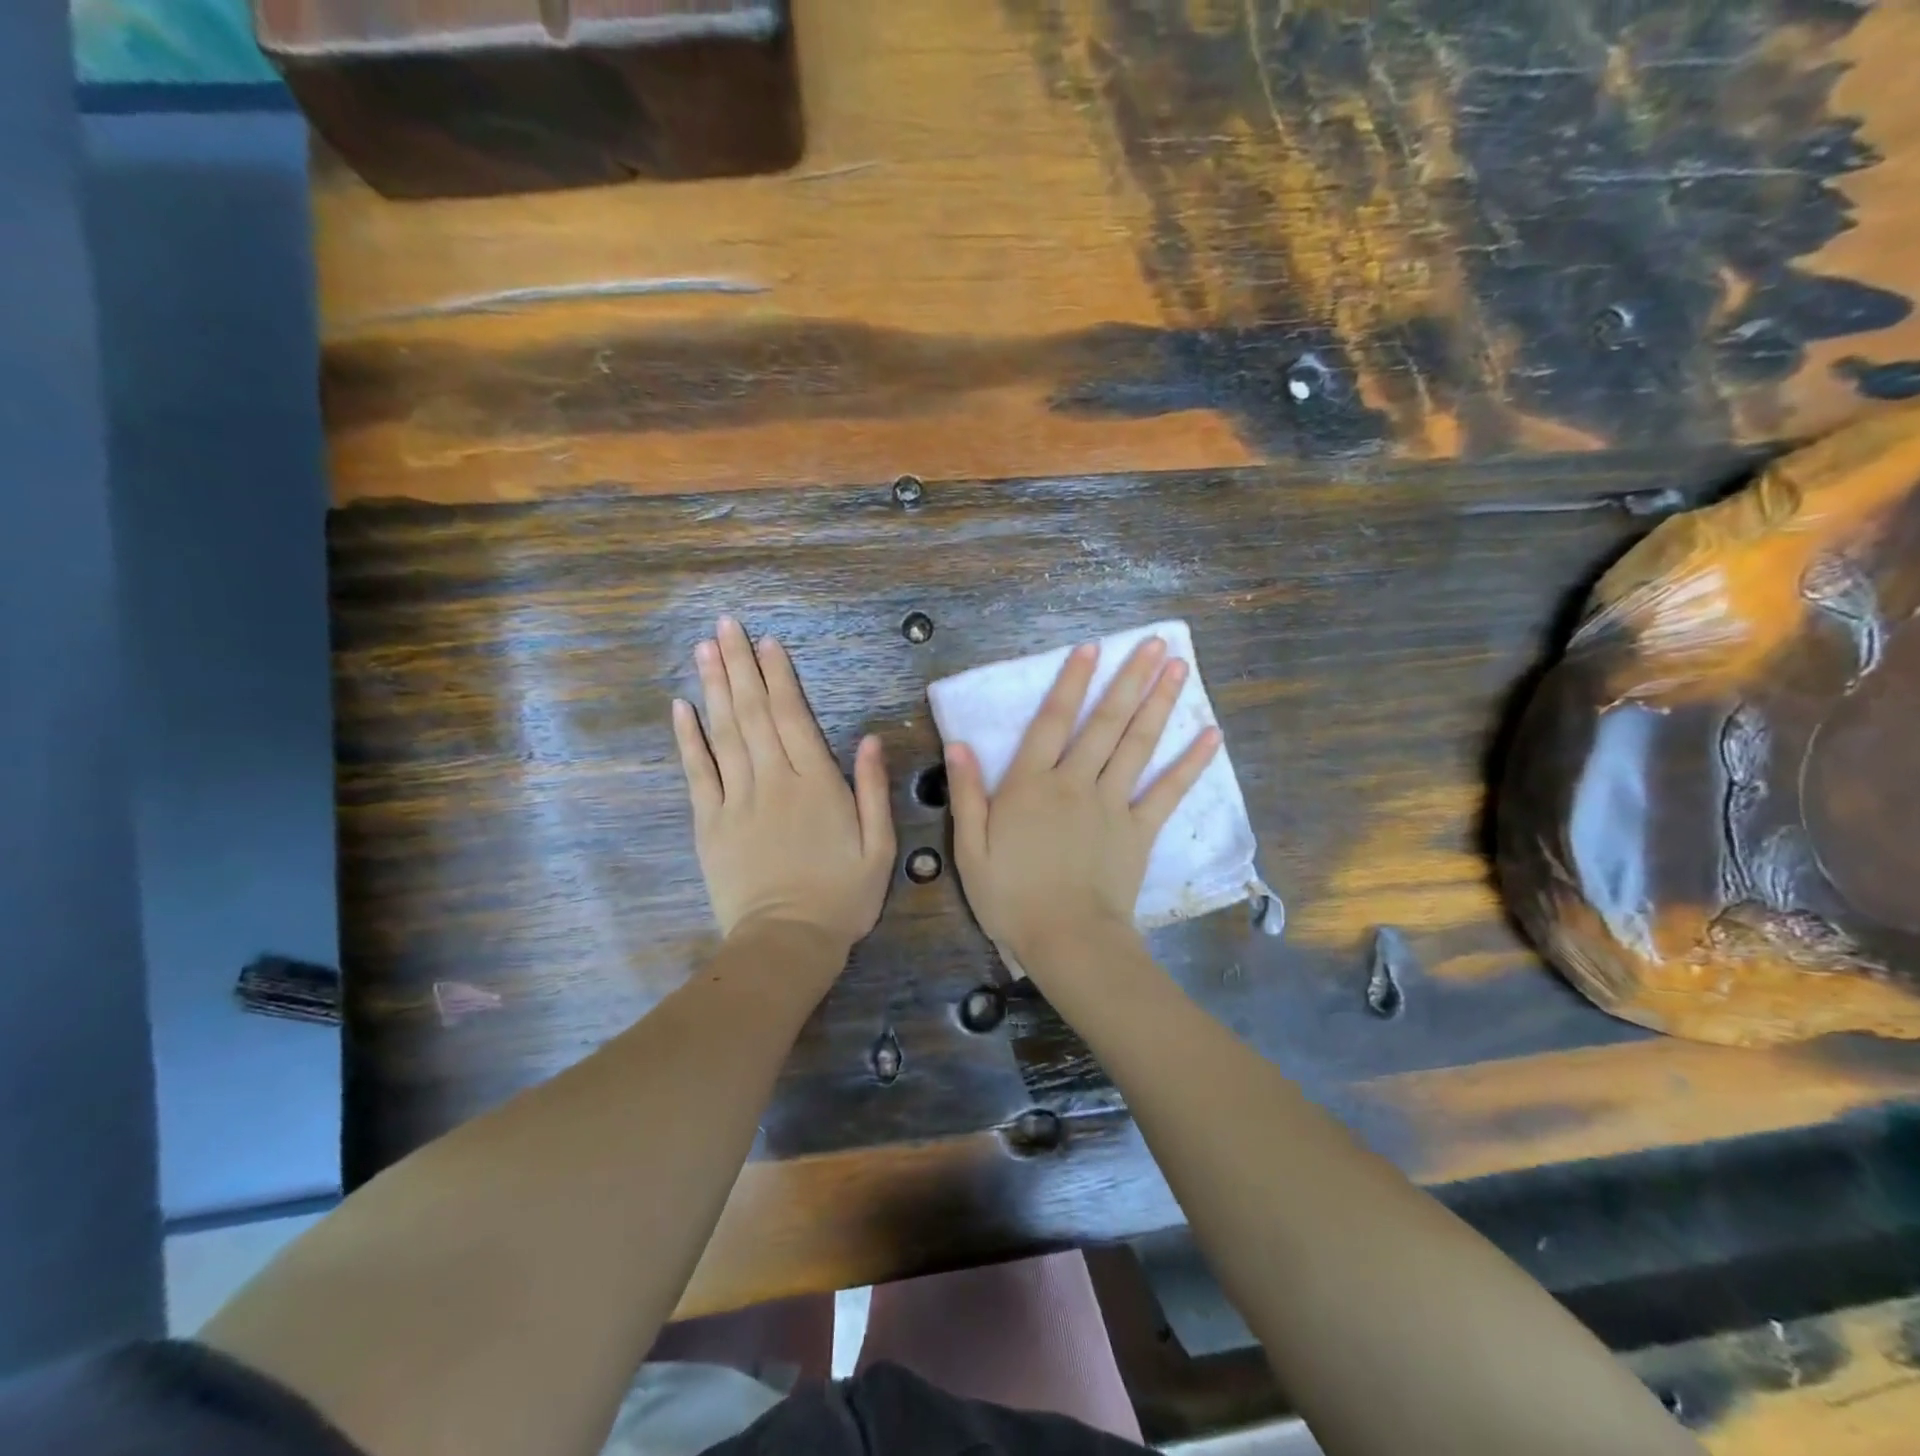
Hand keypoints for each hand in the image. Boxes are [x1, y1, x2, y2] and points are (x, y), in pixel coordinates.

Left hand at [673, 616, 895, 948]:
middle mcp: (773, 780)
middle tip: (724, 625)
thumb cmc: (842, 897)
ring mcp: (736, 800)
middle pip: (753, 713)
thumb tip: (870, 739)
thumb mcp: (879, 847)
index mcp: (815, 783)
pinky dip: (687, 738)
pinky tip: (681, 707)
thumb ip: (873, 790)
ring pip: (723, 732)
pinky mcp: (710, 823)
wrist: (787, 943)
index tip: (766, 642)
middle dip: (739, 666)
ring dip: (713, 688)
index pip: (793, 716)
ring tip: (703, 649)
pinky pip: (697, 772)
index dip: (779, 676)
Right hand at [946, 636, 1221, 976]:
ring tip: (1179, 667)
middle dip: (1129, 679)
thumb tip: (958, 744)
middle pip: (1104, 723)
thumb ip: (965, 794)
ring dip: (1158, 704)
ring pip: (1137, 745)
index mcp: (1030, 785)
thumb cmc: (1010, 897)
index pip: (1051, 722)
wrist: (1066, 940)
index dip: (1070, 683)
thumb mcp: (970, 849)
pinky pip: (1168, 791)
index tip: (1090, 649)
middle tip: (1156, 642)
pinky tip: (1211, 735)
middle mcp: (1075, 783)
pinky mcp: (1139, 830)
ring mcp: (1112, 804)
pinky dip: (1190, 763)